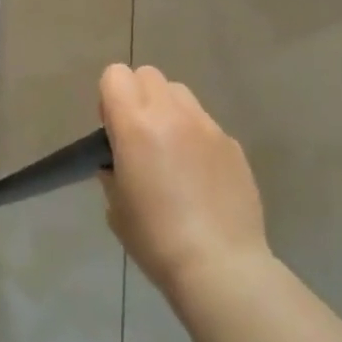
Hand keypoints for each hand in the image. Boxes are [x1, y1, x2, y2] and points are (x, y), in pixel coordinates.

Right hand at [98, 64, 268, 296]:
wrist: (220, 266)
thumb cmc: (155, 238)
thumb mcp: (116, 204)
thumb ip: (113, 169)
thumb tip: (120, 161)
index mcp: (135, 125)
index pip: (115, 75)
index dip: (109, 97)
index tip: (112, 130)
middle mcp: (172, 114)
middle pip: (149, 75)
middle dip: (138, 96)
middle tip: (138, 137)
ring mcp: (208, 127)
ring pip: (181, 94)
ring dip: (168, 110)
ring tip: (170, 151)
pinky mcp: (233, 145)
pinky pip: (205, 124)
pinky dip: (195, 137)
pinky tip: (199, 177)